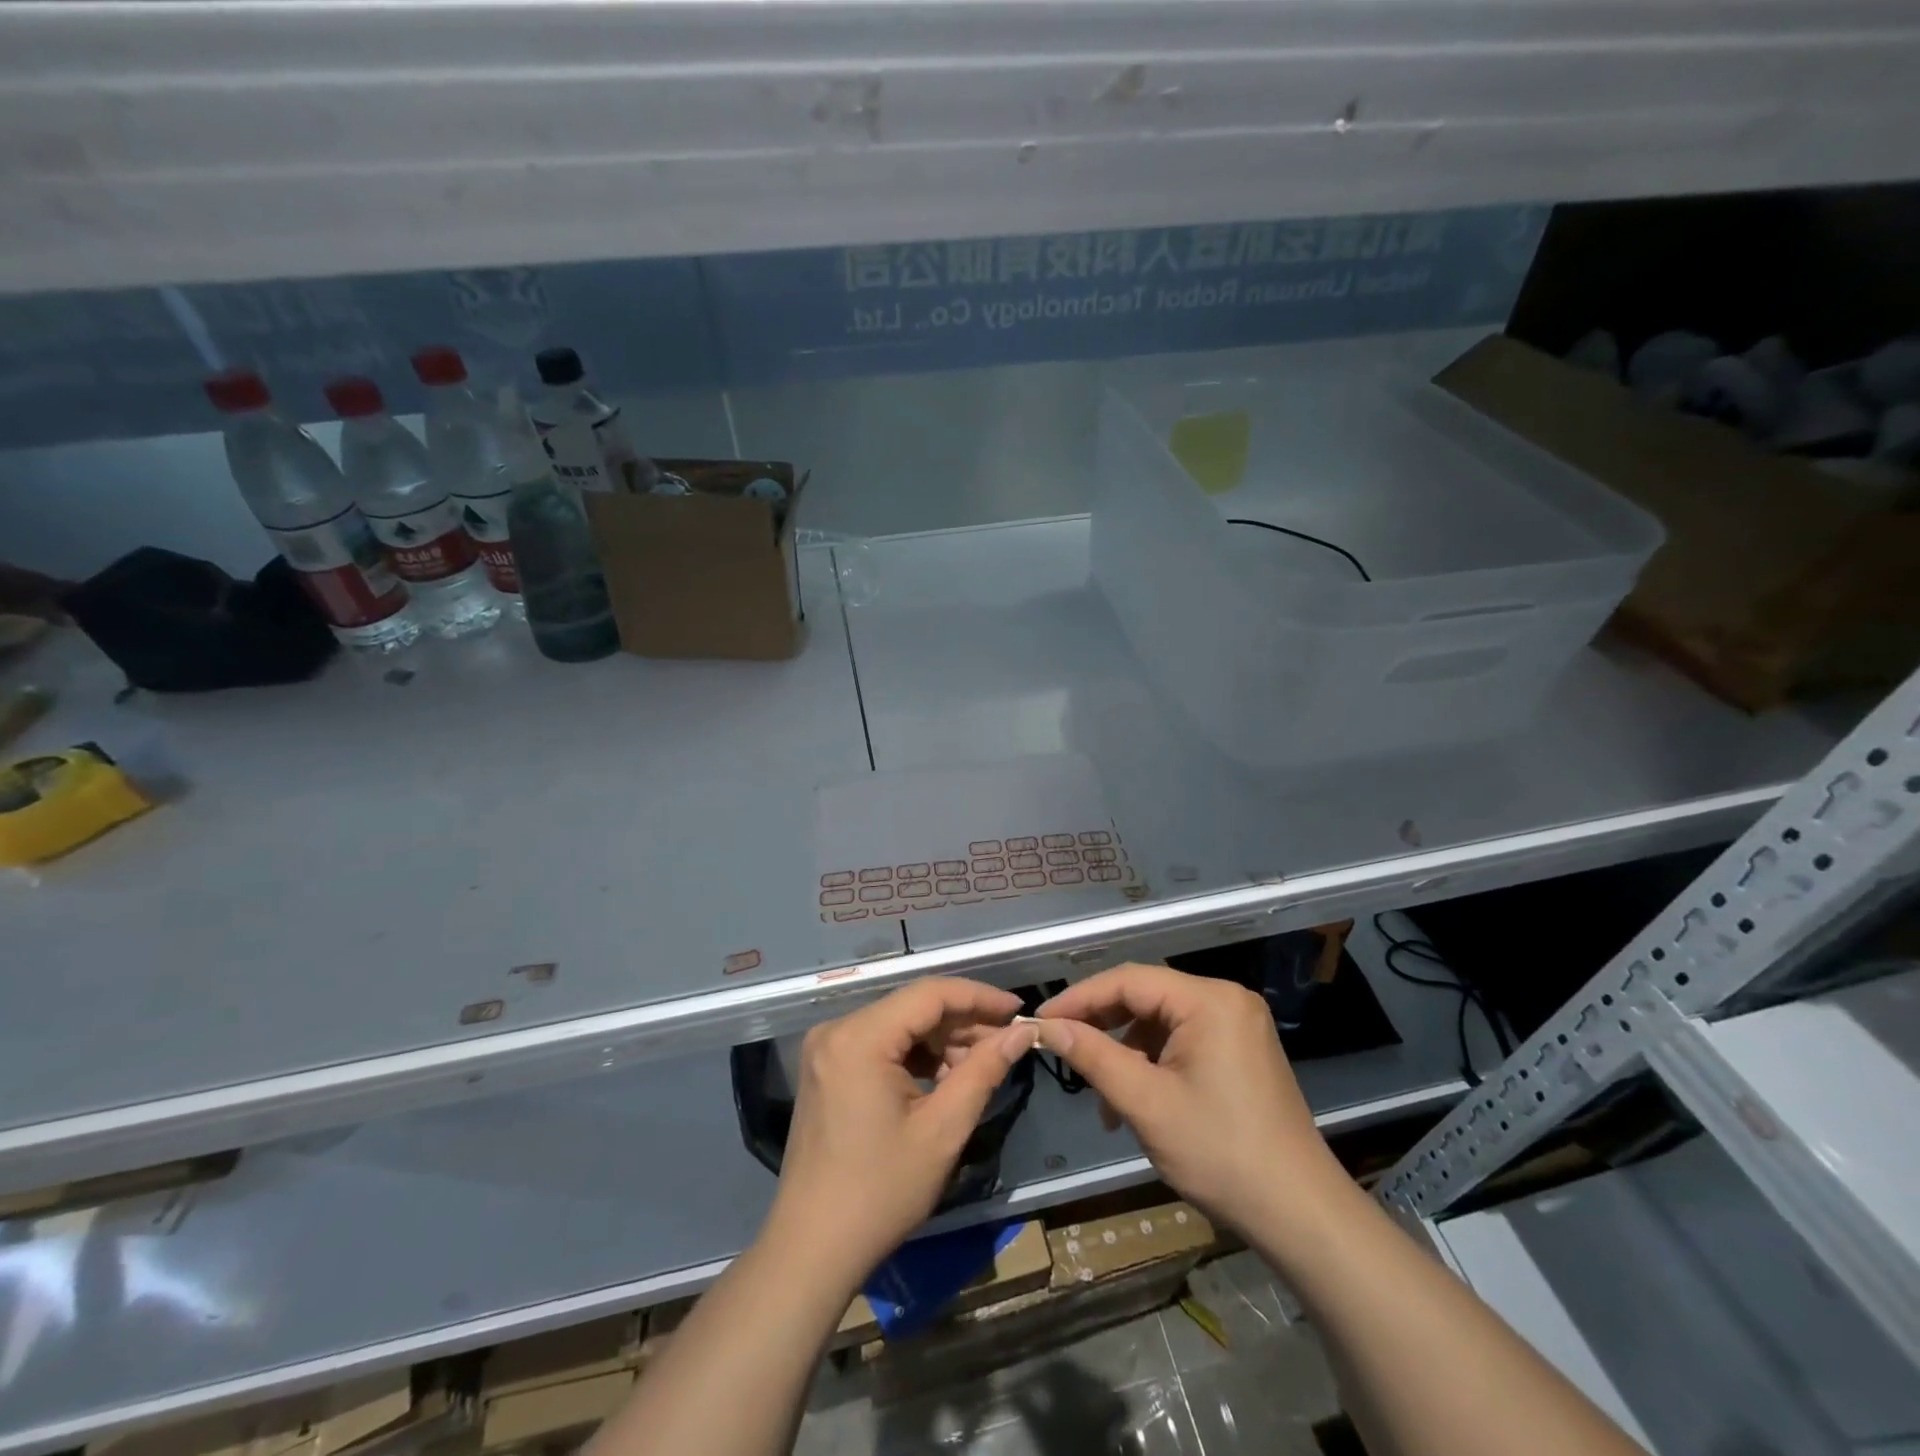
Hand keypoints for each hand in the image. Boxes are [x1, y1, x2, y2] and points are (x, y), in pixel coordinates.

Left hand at [766, 978, 1034, 1288]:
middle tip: (1007, 1043)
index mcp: (860, 1036)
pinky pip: (881, 1043)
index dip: (979, 997)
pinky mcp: (827, 1067)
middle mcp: (837, 1029)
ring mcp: (828, 1048)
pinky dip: (916, 1055)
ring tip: (981, 1065)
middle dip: (963, 1022)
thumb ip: (984, 1070)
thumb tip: (1023, 1033)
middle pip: (913, 1007)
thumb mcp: (943, 1130)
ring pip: (900, 1024)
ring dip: (942, 1040)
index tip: (1018, 1011)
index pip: (930, 994)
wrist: (813, 1248)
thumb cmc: (880, 1192)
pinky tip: (946, 1077)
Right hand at [1036, 964, 1347, 1235]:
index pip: (1128, 980)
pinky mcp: (1241, 1051)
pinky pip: (1183, 1040)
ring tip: (1104, 1099)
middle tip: (1063, 1051)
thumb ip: (1093, 1056)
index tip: (1041, 1021)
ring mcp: (1238, 1025)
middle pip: (1146, 996)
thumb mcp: (1146, 1103)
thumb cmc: (1220, 1154)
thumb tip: (1046, 1027)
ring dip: (1126, 1052)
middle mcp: (1226, 999)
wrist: (1301, 1216)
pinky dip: (1154, 1064)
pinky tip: (1137, 1102)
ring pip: (1161, 1021)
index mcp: (1209, 1000)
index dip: (1080, 998)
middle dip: (1103, 1026)